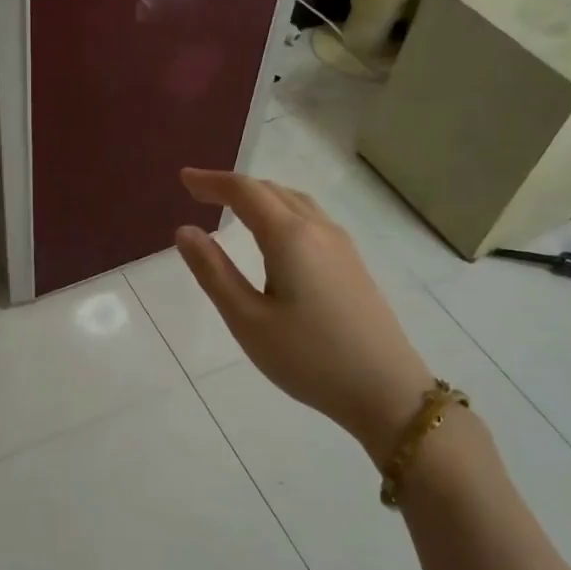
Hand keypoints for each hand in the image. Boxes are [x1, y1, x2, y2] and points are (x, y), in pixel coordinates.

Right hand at [175, 168, 435, 463]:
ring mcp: (341, 245)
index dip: (212, 181)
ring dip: (260, 197)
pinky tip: (274, 235)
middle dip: (233, 186)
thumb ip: (214, 272)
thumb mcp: (248, 320)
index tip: (184, 179)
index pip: (245, 192)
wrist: (386, 390)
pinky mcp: (352, 263)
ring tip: (233, 208)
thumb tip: (185, 231)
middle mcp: (318, 229)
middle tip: (199, 192)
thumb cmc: (308, 358)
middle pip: (272, 190)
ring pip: (295, 202)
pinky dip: (281, 212)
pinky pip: (310, 219)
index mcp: (290, 237)